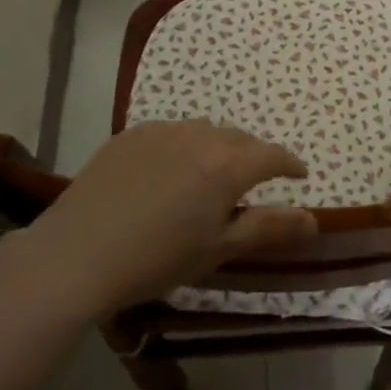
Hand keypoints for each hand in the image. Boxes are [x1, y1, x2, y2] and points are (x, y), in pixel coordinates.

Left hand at [12, 121, 316, 318]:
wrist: (76, 255)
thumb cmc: (157, 259)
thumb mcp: (219, 249)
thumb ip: (269, 228)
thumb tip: (314, 219)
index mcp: (228, 165)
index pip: (273, 155)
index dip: (290, 165)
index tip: (299, 176)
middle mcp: (200, 136)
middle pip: (240, 139)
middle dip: (254, 157)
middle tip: (253, 183)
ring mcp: (162, 131)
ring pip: (205, 131)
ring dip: (218, 148)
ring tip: (210, 175)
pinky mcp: (130, 135)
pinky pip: (171, 133)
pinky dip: (183, 146)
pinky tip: (169, 172)